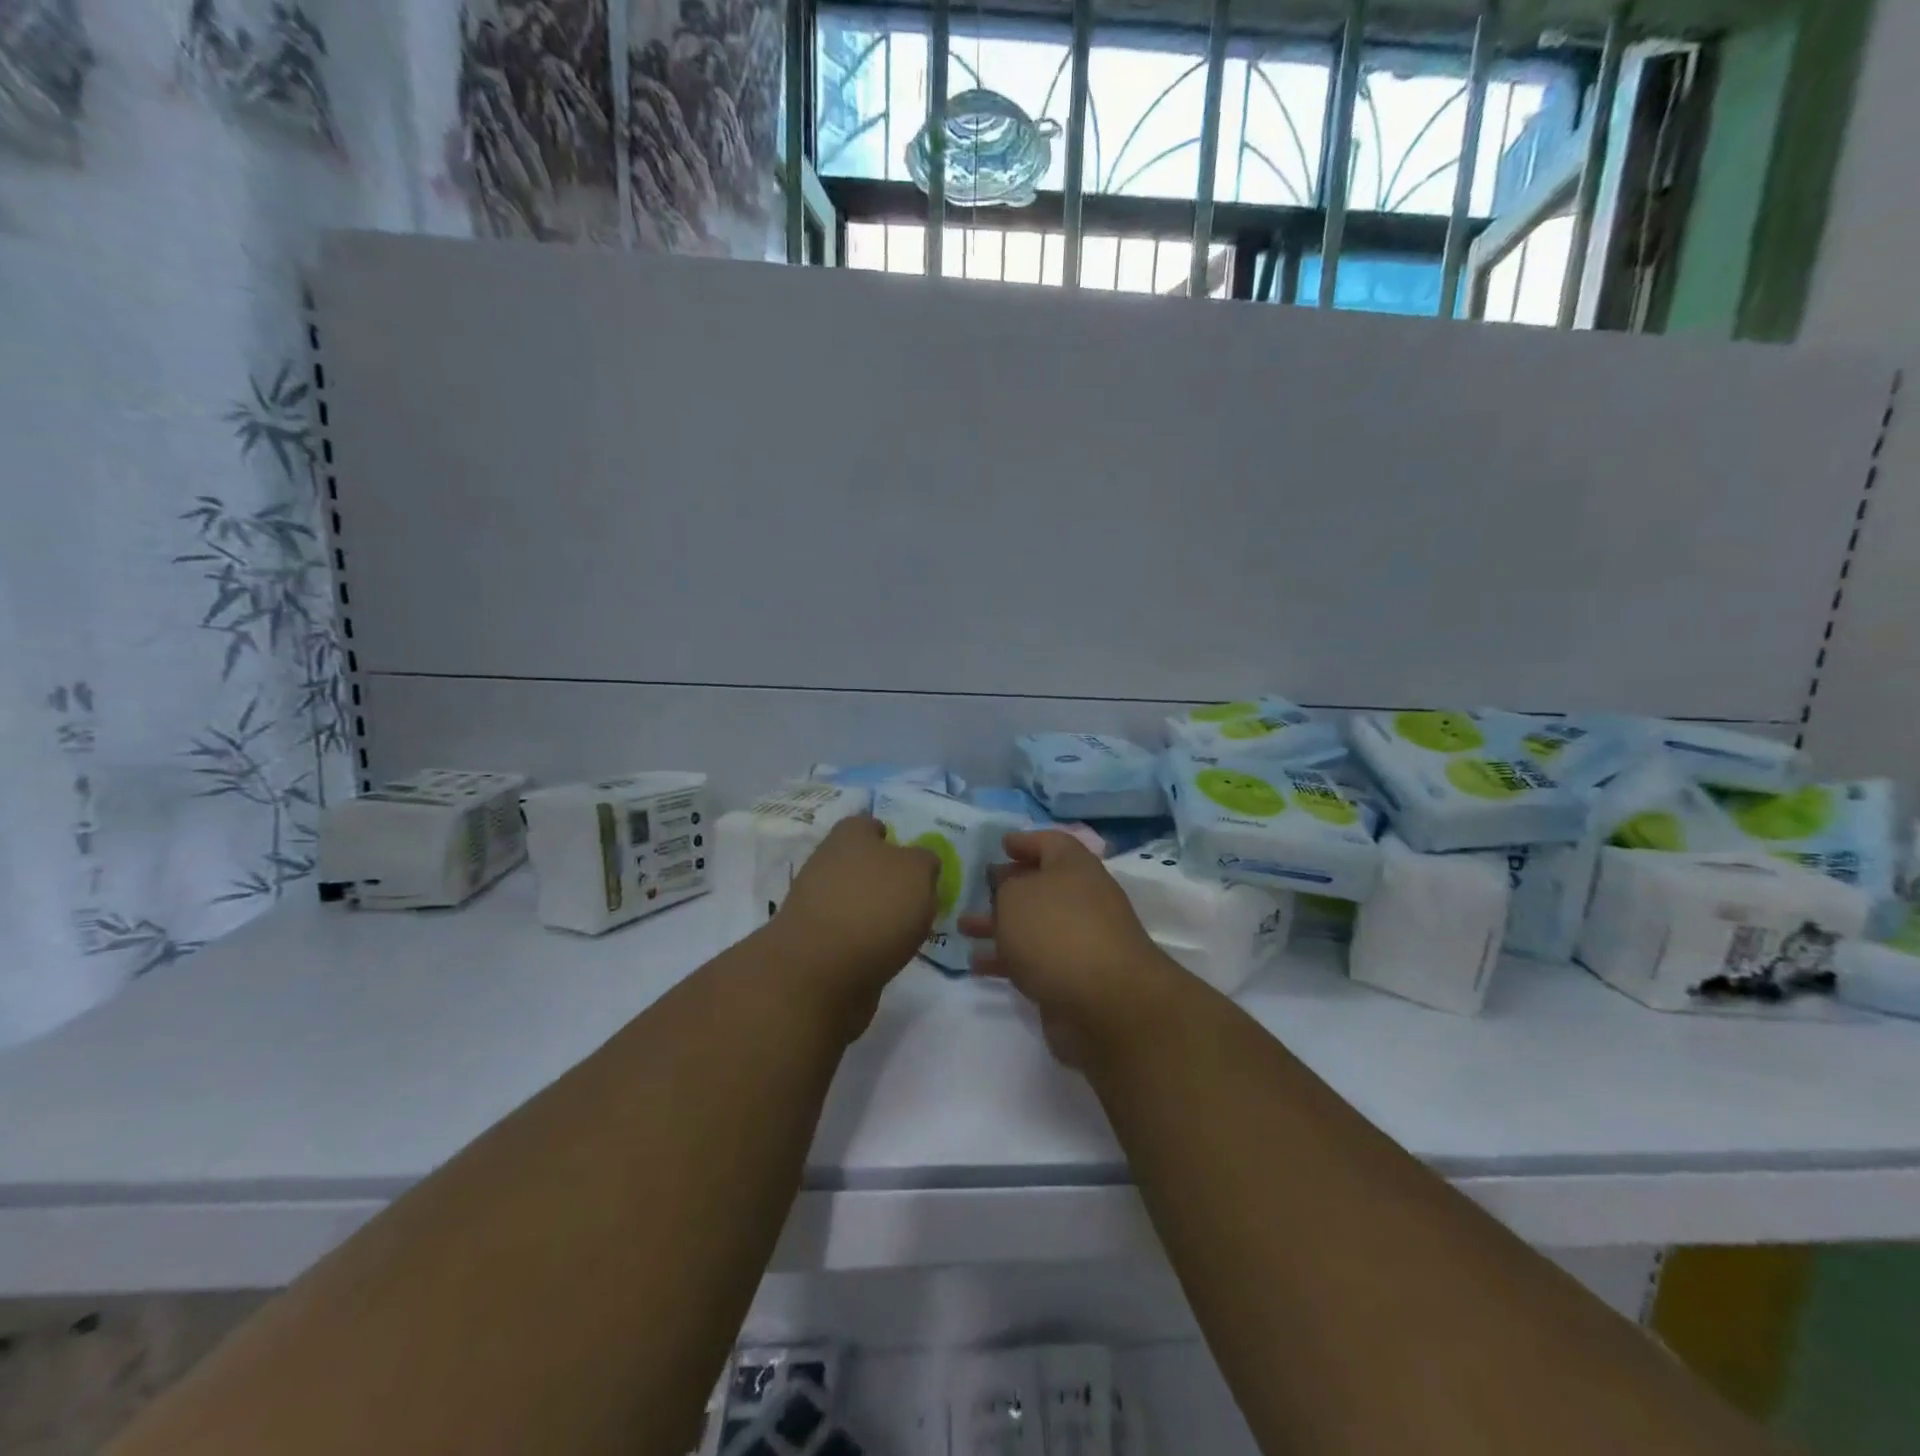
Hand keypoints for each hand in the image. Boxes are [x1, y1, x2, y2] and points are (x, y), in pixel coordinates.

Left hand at [770, 816, 939, 1025]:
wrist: (821, 971)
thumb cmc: (875, 907)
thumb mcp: (918, 872)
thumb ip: (924, 862)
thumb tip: (920, 864)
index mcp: (849, 835)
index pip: (871, 826)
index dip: (893, 839)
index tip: (914, 863)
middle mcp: (827, 861)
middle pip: (862, 863)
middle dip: (884, 878)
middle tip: (914, 899)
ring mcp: (814, 903)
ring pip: (854, 898)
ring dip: (874, 911)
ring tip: (904, 932)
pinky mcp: (813, 941)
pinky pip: (847, 933)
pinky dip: (863, 941)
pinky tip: (882, 953)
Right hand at [959, 830, 1180, 1067]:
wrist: (1104, 1003)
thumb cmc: (1056, 931)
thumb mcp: (1015, 896)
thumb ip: (1005, 888)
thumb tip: (1011, 890)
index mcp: (1075, 867)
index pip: (1050, 842)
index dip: (1025, 840)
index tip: (1001, 845)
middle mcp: (1083, 898)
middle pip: (1042, 885)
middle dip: (1008, 887)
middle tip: (978, 888)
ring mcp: (1081, 939)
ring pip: (1033, 924)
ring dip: (999, 925)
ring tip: (963, 929)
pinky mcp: (1074, 976)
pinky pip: (1034, 958)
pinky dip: (1007, 959)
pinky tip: (978, 966)